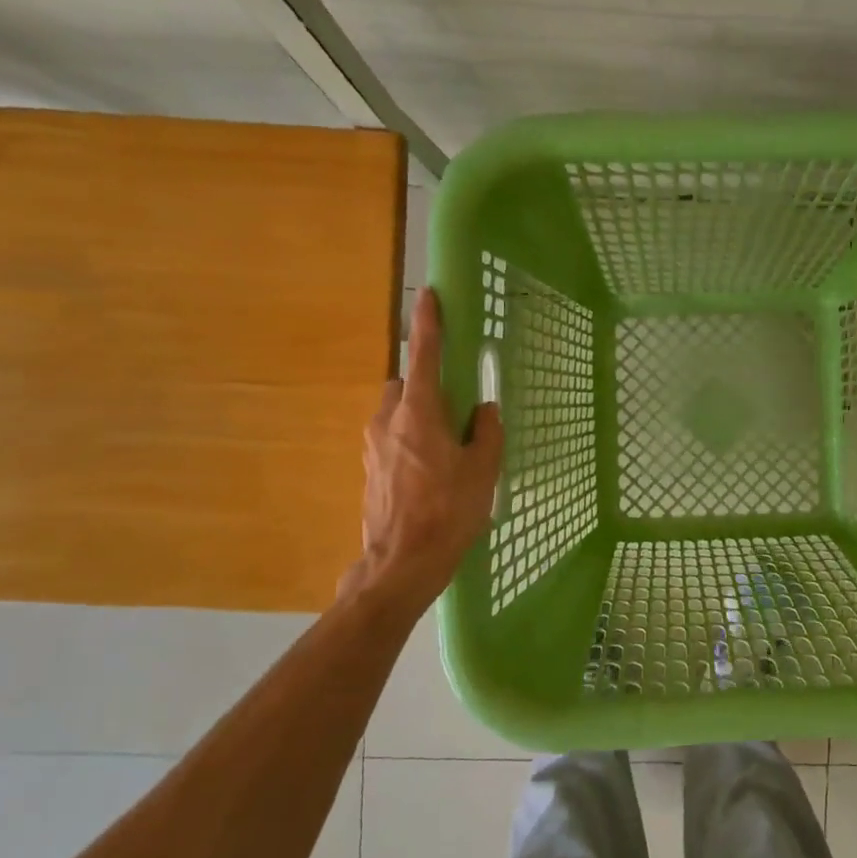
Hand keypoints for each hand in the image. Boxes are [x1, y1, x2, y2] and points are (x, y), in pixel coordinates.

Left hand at [339, 288, 502, 608]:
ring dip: (418, 417)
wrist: (400, 563)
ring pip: (396, 413)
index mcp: (419, 413)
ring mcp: (372, 445)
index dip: (428, 323)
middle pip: (405, 385)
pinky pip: (391, 439)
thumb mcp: (483, 470)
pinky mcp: (368, 469)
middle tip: (455, 411)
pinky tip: (430, 473)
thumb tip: (484, 410)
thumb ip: (487, 432)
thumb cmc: (448, 512)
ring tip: (446, 449)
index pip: (424, 355)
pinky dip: (410, 442)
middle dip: (426, 386)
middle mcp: (388, 420)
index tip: (429, 294)